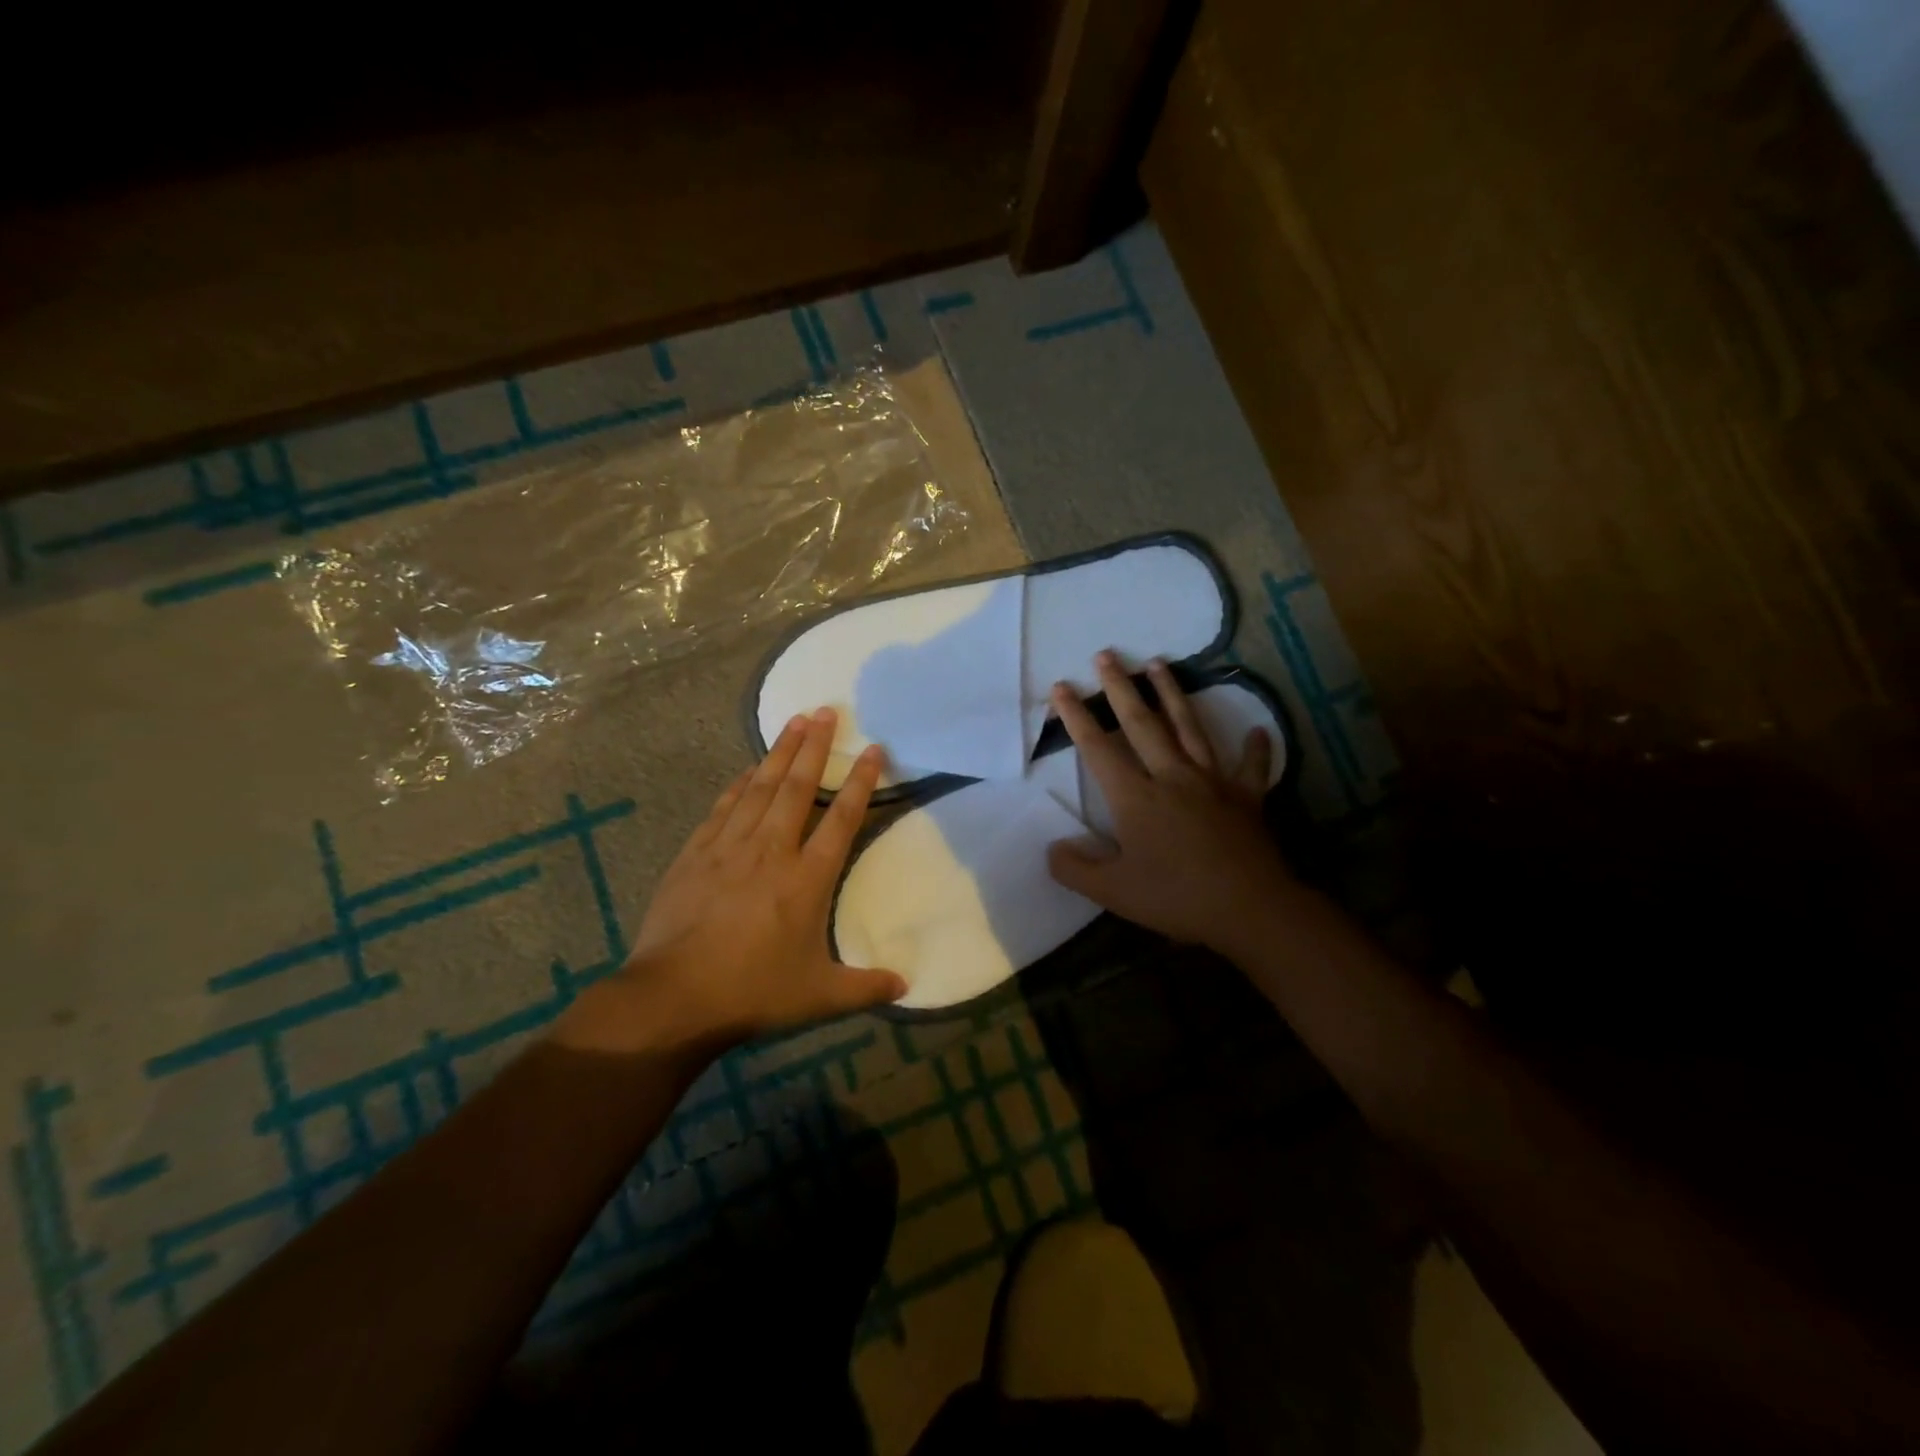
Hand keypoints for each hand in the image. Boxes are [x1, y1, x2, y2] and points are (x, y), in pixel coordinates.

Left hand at [557, 708, 905, 1055]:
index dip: (860, 781)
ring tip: (795, 721)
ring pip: (761, 787)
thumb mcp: (820, 995)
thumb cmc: (754, 992)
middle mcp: (772, 850)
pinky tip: (749, 770)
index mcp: (808, 877)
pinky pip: (724, 806)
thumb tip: (906, 987)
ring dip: (780, 752)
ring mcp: (730, 847)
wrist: (674, 996)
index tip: (873, 749)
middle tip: (827, 710)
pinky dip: (740, 783)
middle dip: (815, 746)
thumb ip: (866, 987)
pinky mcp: (696, 853)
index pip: (843, 818)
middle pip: (799, 786)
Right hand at [1047, 653, 1291, 952]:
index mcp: (1136, 798)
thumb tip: (1053, 848)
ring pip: (1189, 729)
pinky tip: (1258, 731)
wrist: (1249, 908)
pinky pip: (1251, 768)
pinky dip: (1255, 749)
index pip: (1098, 749)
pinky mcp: (1246, 798)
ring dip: (1172, 695)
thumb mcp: (1113, 892)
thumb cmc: (1176, 897)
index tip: (1062, 687)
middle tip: (1107, 655)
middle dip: (1121, 689)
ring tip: (1160, 664)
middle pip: (1143, 724)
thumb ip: (1075, 869)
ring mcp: (1213, 783)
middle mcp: (1172, 777)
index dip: (1076, 717)